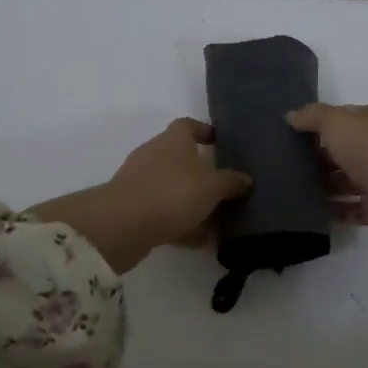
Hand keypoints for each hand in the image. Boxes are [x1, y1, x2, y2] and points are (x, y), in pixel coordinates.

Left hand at [29, 119, 249, 274]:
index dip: (205, 132)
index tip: (221, 143)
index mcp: (173, 140)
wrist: (122, 225)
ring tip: (217, 222)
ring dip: (193, 204)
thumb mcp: (212, 187)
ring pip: (173, 189)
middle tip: (225, 190)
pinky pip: (162, 213)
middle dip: (203, 175)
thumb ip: (231, 182)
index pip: (188, 125)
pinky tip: (199, 242)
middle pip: (181, 159)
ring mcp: (140, 182)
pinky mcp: (131, 209)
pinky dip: (180, 225)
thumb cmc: (173, 193)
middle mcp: (154, 155)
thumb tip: (245, 179)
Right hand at [287, 102, 367, 271]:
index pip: (336, 121)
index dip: (310, 126)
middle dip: (310, 157)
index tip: (279, 135)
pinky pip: (346, 209)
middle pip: (336, 151)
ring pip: (340, 181)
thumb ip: (313, 117)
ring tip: (282, 189)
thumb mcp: (337, 121)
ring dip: (317, 185)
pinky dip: (329, 210)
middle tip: (273, 165)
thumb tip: (290, 116)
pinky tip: (302, 211)